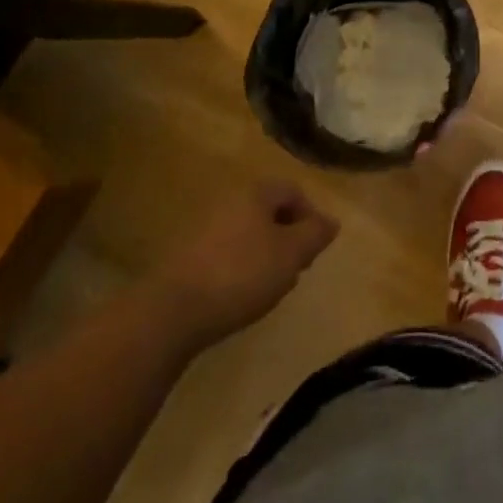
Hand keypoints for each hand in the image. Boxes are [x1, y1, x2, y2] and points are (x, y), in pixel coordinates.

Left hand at [159, 181, 339, 344]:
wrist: (171, 311)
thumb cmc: (240, 274)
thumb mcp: (290, 255)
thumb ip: (315, 234)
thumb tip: (331, 221)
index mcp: (256, 192)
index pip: (293, 191)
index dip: (311, 216)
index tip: (315, 249)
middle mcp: (229, 200)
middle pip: (269, 211)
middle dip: (287, 237)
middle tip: (296, 269)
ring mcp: (204, 227)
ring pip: (247, 233)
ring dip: (264, 254)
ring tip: (270, 287)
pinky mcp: (186, 255)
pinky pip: (225, 252)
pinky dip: (239, 267)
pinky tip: (239, 295)